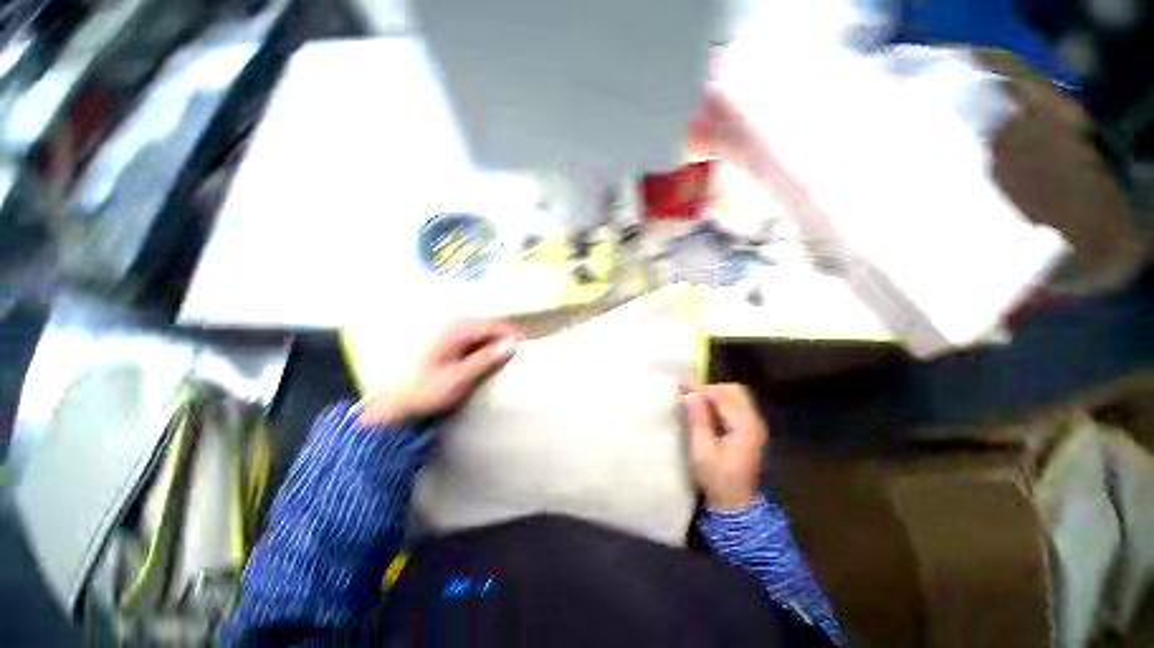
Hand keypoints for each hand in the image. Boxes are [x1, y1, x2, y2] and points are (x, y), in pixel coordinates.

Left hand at [361, 319, 520, 425]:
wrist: (394, 406)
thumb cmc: (426, 392)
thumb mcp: (459, 378)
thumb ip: (486, 360)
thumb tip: (512, 345)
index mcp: (454, 331)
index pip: (491, 326)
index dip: (510, 334)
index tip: (525, 342)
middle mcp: (449, 327)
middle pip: (485, 327)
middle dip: (501, 338)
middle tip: (516, 351)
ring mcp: (444, 334)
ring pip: (478, 333)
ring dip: (491, 343)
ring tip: (503, 356)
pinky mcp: (442, 343)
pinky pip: (468, 340)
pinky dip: (480, 348)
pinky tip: (483, 360)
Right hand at [681, 382, 767, 510]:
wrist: (736, 503)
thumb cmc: (716, 478)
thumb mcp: (702, 451)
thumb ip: (698, 420)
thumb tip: (691, 394)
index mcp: (744, 427)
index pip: (722, 396)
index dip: (700, 388)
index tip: (681, 385)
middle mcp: (754, 421)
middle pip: (734, 391)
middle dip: (710, 388)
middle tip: (690, 394)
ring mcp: (755, 425)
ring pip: (736, 396)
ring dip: (716, 394)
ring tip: (697, 401)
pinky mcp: (751, 430)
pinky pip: (737, 405)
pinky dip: (721, 402)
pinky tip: (707, 410)